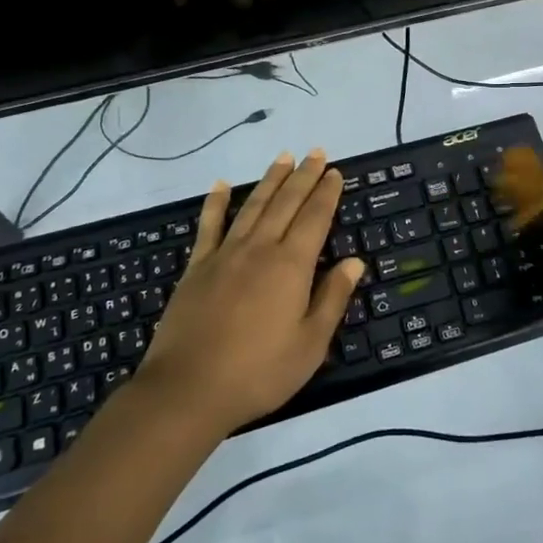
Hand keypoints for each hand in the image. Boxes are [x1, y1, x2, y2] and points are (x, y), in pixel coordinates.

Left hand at [137, 150, 362, 435]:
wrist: (188, 389)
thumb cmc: (259, 372)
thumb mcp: (310, 345)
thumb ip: (332, 298)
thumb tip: (354, 261)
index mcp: (291, 266)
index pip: (315, 218)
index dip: (327, 193)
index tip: (335, 172)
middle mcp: (260, 248)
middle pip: (286, 202)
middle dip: (304, 176)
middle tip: (316, 152)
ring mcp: (225, 254)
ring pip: (253, 206)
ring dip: (270, 179)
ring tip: (283, 157)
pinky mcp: (197, 266)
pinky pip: (209, 225)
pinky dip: (215, 203)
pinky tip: (220, 185)